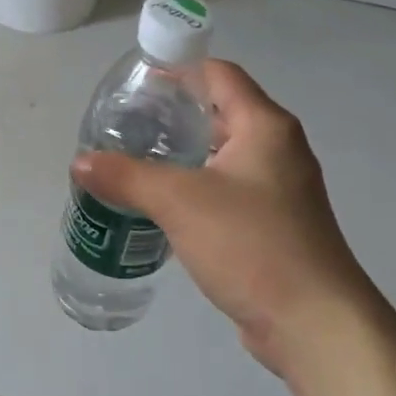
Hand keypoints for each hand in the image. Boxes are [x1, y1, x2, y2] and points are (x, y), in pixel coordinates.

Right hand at [71, 60, 364, 374]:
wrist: (316, 327)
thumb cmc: (252, 244)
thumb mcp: (179, 202)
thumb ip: (126, 176)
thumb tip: (79, 162)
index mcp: (265, 126)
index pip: (219, 74)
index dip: (179, 69)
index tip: (137, 82)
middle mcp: (279, 149)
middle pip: (221, 112)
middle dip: (174, 113)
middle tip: (128, 122)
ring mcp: (281, 189)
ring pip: (224, 153)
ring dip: (184, 152)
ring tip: (137, 158)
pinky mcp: (276, 224)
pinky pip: (229, 189)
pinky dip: (197, 185)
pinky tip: (163, 203)